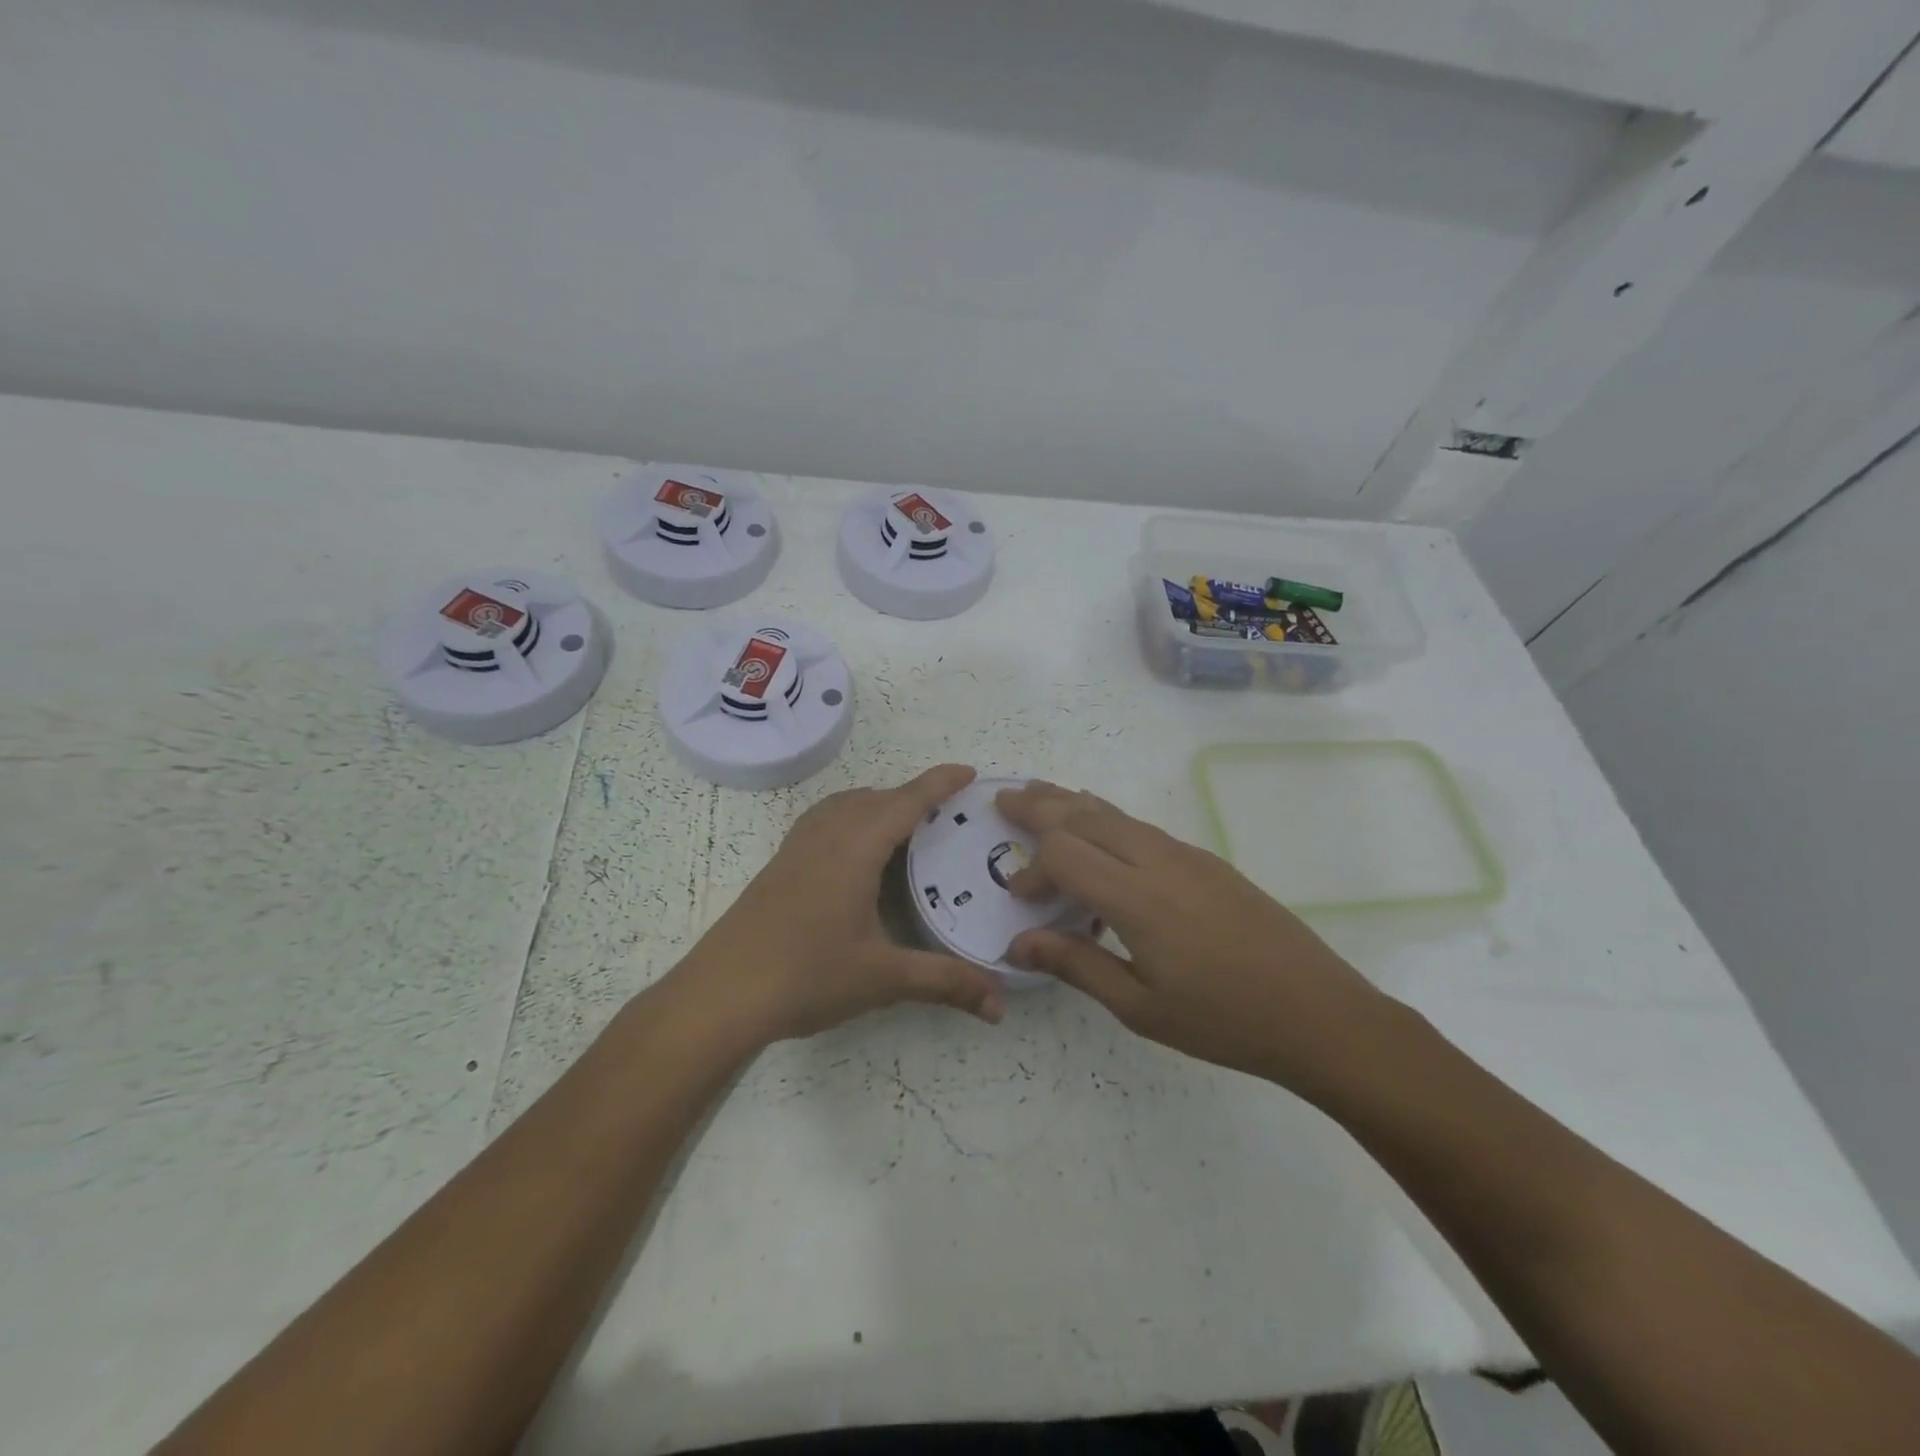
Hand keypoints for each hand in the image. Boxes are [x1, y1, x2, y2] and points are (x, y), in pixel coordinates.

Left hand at [676, 766, 1005, 1043]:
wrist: (720, 994)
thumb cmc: (806, 976)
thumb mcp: (883, 978)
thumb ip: (945, 983)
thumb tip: (1002, 1006)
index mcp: (856, 848)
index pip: (906, 801)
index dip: (939, 783)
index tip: (970, 772)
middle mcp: (826, 835)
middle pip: (876, 797)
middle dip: (914, 795)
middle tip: (948, 813)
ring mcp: (797, 848)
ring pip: (845, 805)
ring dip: (878, 803)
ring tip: (906, 825)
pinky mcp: (780, 864)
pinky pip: (824, 820)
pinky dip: (851, 817)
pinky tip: (854, 850)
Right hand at [995, 781, 1387, 1095]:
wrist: (1319, 1013)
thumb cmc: (1223, 1021)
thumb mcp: (1140, 1007)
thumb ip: (1076, 965)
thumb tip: (1018, 942)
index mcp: (1137, 899)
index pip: (1064, 854)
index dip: (1032, 868)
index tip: (1021, 897)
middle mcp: (1158, 861)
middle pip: (1085, 815)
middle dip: (1039, 806)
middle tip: (1003, 799)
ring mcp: (1186, 855)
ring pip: (1115, 813)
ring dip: (1071, 803)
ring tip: (1038, 795)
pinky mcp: (1206, 860)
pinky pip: (1141, 826)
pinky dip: (1106, 817)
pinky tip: (1098, 826)